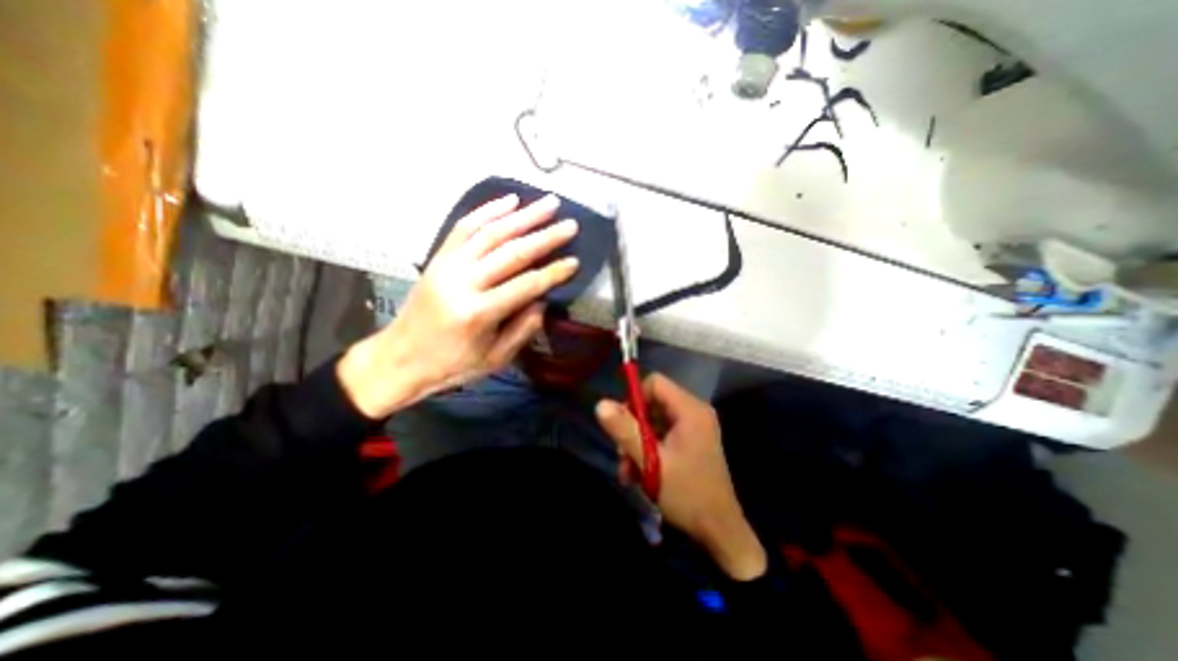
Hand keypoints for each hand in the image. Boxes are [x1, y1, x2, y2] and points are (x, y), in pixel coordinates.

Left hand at [335, 190, 576, 417]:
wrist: (399, 358)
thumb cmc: (452, 365)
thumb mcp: (495, 359)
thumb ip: (523, 329)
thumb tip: (543, 299)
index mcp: (478, 313)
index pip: (526, 285)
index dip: (553, 273)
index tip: (575, 261)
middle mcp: (463, 283)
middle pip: (511, 253)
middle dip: (545, 237)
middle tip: (570, 225)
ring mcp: (447, 266)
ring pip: (490, 233)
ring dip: (522, 216)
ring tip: (548, 203)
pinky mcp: (438, 258)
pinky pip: (464, 227)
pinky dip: (488, 211)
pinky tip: (509, 200)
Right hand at [594, 377, 770, 577]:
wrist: (719, 531)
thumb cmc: (687, 493)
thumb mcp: (651, 462)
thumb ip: (625, 431)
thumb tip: (600, 404)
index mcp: (690, 410)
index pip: (655, 383)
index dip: (635, 398)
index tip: (622, 424)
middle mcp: (694, 412)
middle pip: (652, 402)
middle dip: (633, 427)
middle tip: (622, 453)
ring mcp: (694, 428)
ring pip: (654, 421)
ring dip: (637, 444)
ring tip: (629, 472)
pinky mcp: (691, 442)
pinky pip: (662, 435)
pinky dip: (648, 450)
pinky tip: (640, 475)